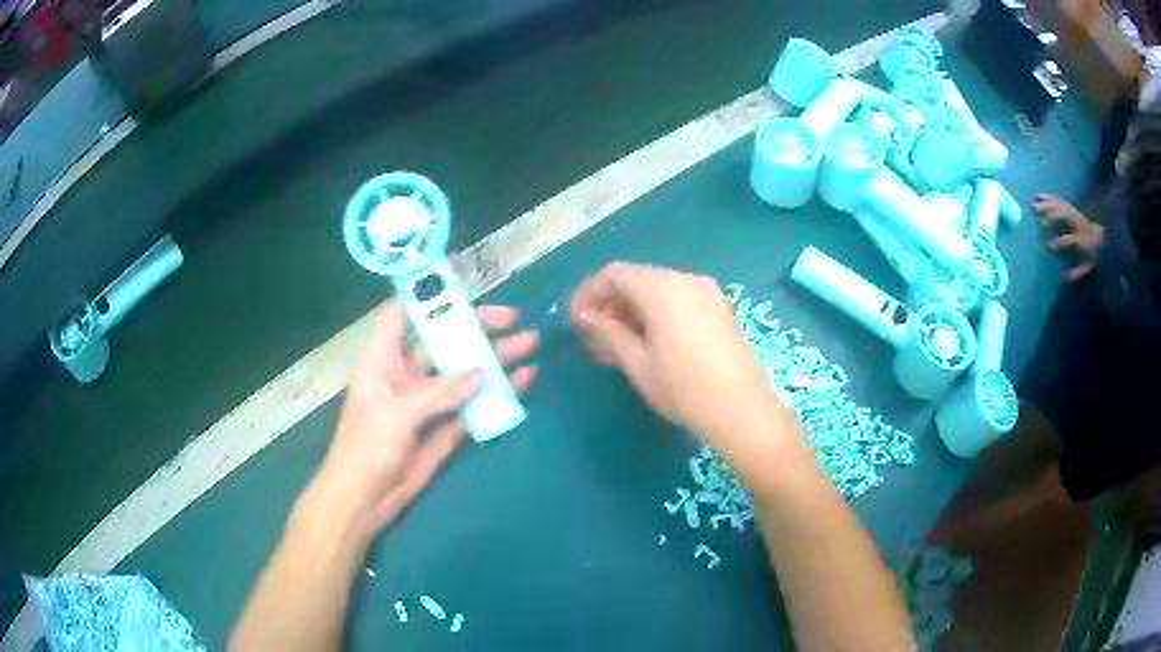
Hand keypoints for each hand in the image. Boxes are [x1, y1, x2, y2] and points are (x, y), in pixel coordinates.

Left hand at [308, 302, 536, 542]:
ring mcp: (430, 400)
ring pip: (465, 371)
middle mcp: (408, 372)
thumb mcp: (398, 412)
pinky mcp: (446, 426)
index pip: (404, 313)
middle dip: (476, 327)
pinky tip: (523, 381)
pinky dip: (498, 394)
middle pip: (444, 339)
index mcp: (384, 358)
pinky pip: (474, 405)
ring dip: (495, 358)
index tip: (463, 282)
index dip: (428, 293)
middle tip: (511, 319)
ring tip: (529, 344)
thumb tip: (483, 373)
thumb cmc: (368, 446)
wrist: (366, 498)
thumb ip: (440, 391)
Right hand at [569, 263, 801, 459]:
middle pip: (637, 280)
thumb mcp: (637, 363)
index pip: (615, 274)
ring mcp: (708, 294)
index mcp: (663, 288)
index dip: (589, 293)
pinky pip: (679, 302)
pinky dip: (656, 316)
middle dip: (610, 305)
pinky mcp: (720, 311)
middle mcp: (687, 280)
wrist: (743, 412)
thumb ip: (608, 332)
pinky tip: (647, 346)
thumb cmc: (684, 390)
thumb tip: (585, 316)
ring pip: (658, 292)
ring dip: (632, 313)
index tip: (575, 322)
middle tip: (593, 339)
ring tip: (615, 348)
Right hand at [1035, 193, 1105, 281]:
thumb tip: (1065, 278)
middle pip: (1063, 215)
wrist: (1099, 236)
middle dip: (1050, 215)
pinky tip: (1039, 196)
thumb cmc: (1092, 253)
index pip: (1070, 239)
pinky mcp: (1070, 207)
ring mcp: (1073, 212)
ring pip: (1059, 205)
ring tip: (1034, 207)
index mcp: (1082, 239)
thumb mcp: (1087, 266)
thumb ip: (1077, 272)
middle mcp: (1077, 222)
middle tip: (1037, 218)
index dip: (1059, 242)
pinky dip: (1048, 197)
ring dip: (1046, 204)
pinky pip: (1058, 199)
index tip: (1048, 246)